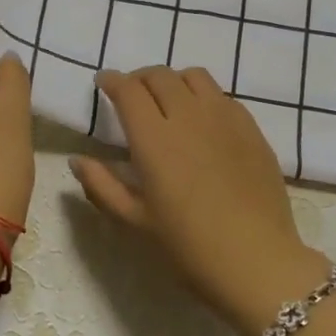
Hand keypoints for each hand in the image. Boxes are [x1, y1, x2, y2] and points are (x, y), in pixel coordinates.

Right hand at [71, 67, 329, 335]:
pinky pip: (223, 96)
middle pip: (159, 76)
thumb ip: (102, 186)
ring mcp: (224, 118)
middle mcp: (188, 116)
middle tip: (132, 95)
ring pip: (194, 76)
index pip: (128, 90)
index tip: (104, 83)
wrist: (257, 260)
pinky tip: (203, 120)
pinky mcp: (251, 127)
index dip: (112, 81)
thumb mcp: (136, 221)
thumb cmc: (189, 246)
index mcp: (154, 139)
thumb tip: (78, 160)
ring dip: (173, 81)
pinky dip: (204, 96)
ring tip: (169, 101)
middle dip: (139, 78)